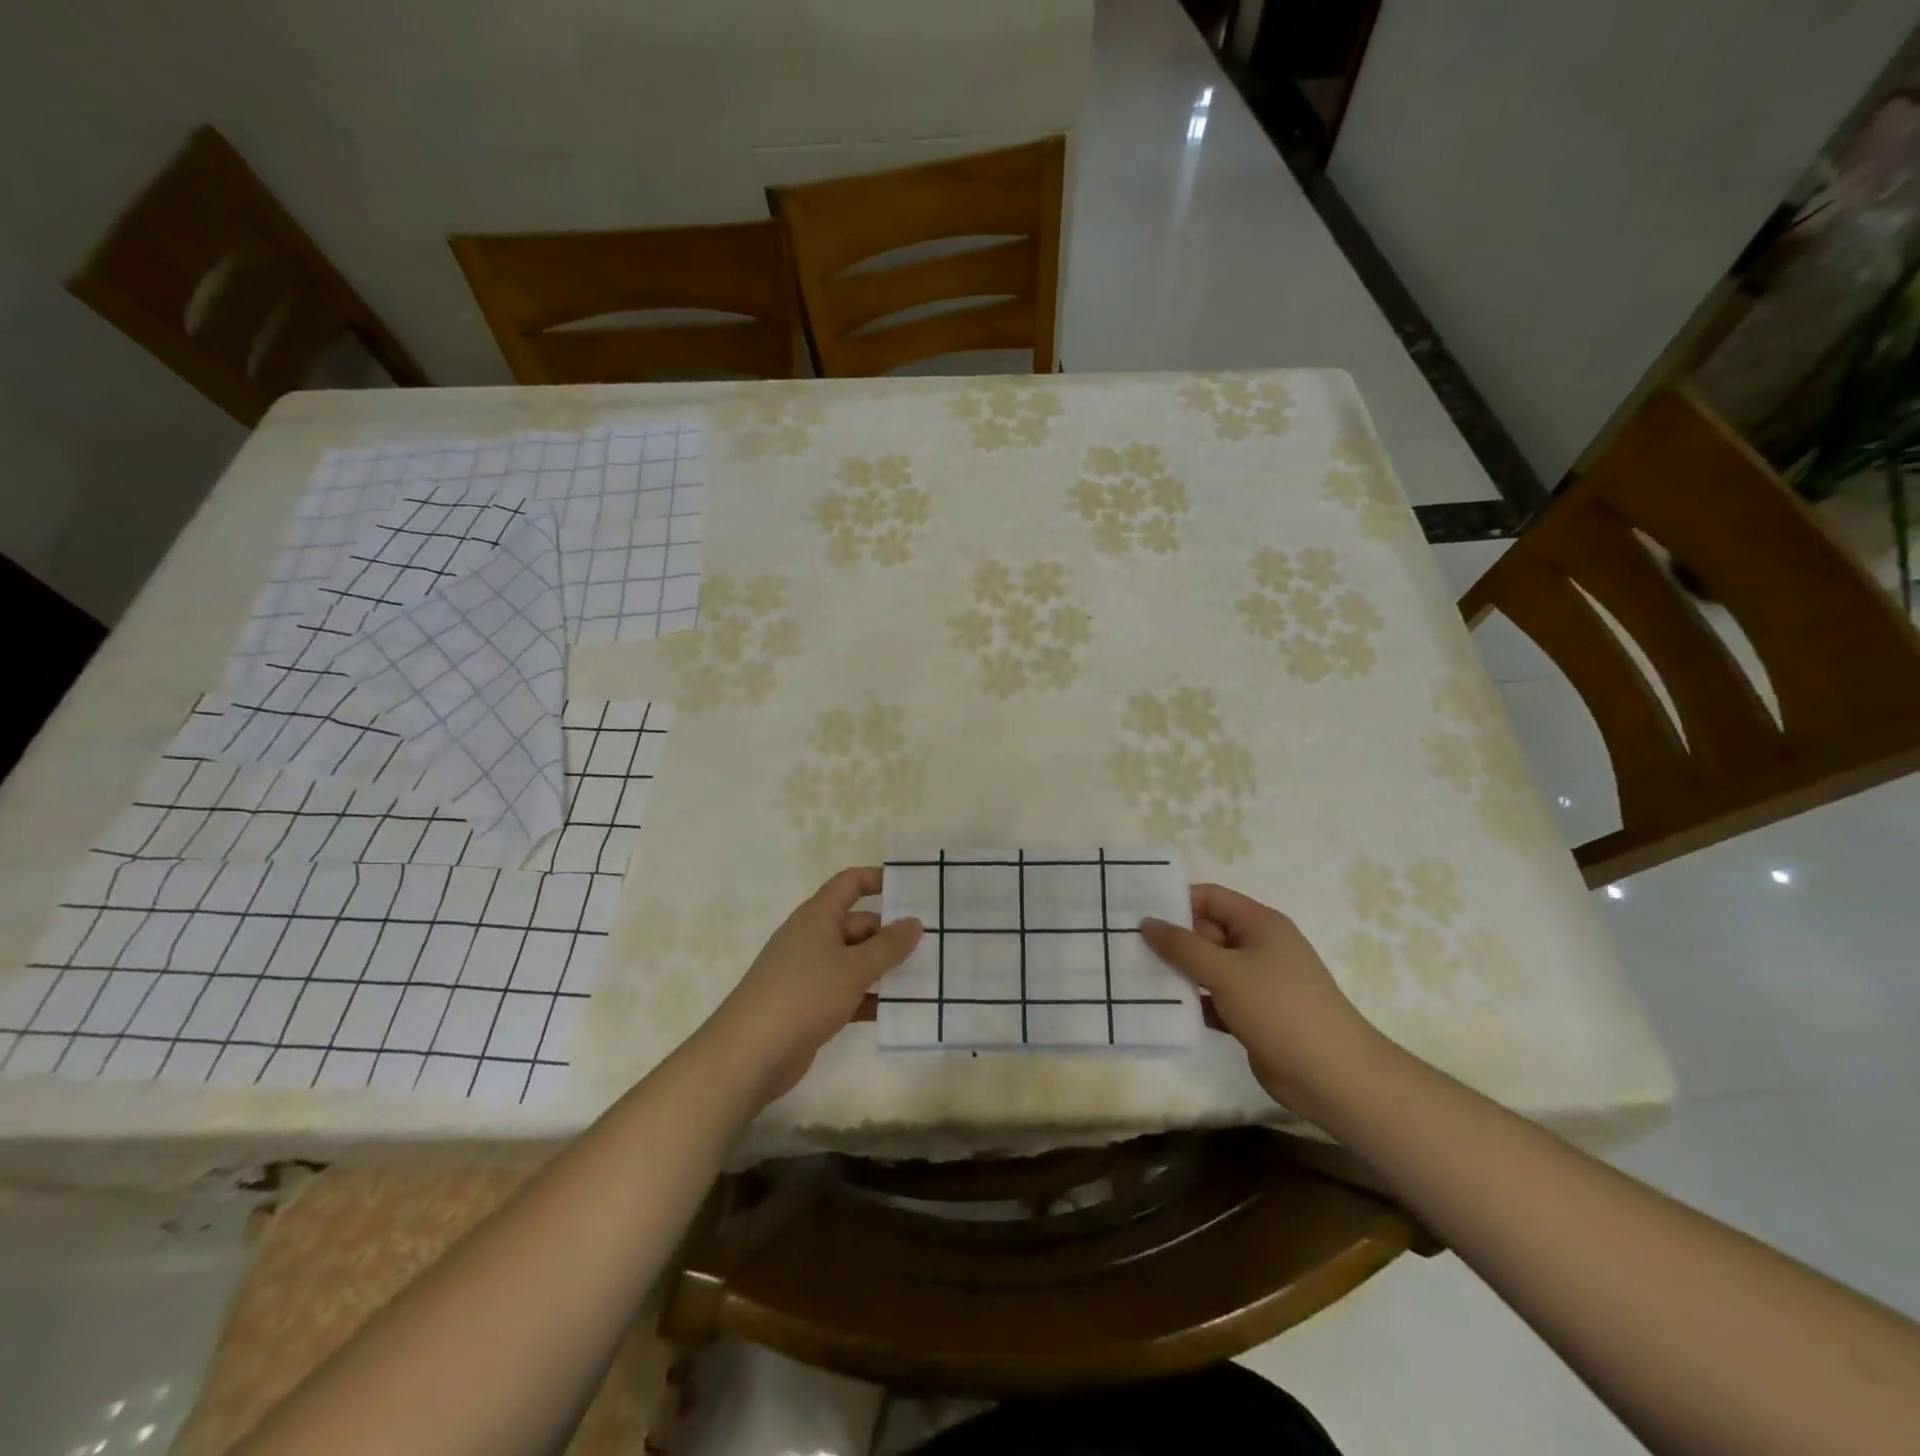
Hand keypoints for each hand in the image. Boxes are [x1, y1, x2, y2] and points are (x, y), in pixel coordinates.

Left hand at [705, 867, 922, 1106]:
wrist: (750, 1054)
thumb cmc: (804, 995)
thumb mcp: (853, 967)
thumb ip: (888, 946)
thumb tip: (915, 922)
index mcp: (817, 916)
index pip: (849, 884)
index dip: (878, 879)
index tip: (912, 888)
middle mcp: (813, 938)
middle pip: (858, 925)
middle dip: (891, 934)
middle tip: (932, 945)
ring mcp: (810, 973)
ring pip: (855, 961)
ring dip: (884, 968)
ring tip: (925, 977)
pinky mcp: (811, 1005)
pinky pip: (848, 992)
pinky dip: (870, 998)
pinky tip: (898, 1011)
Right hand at [1141, 884, 1387, 1118]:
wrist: (1334, 1077)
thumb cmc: (1280, 1010)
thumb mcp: (1226, 972)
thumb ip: (1182, 946)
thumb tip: (1146, 922)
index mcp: (1260, 924)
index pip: (1210, 898)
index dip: (1176, 902)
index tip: (1137, 914)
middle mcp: (1258, 947)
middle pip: (1206, 932)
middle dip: (1171, 940)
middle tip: (1127, 948)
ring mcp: (1257, 983)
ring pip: (1208, 968)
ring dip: (1178, 973)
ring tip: (1135, 976)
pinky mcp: (1253, 1015)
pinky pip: (1214, 998)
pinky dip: (1193, 1002)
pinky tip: (1162, 1010)